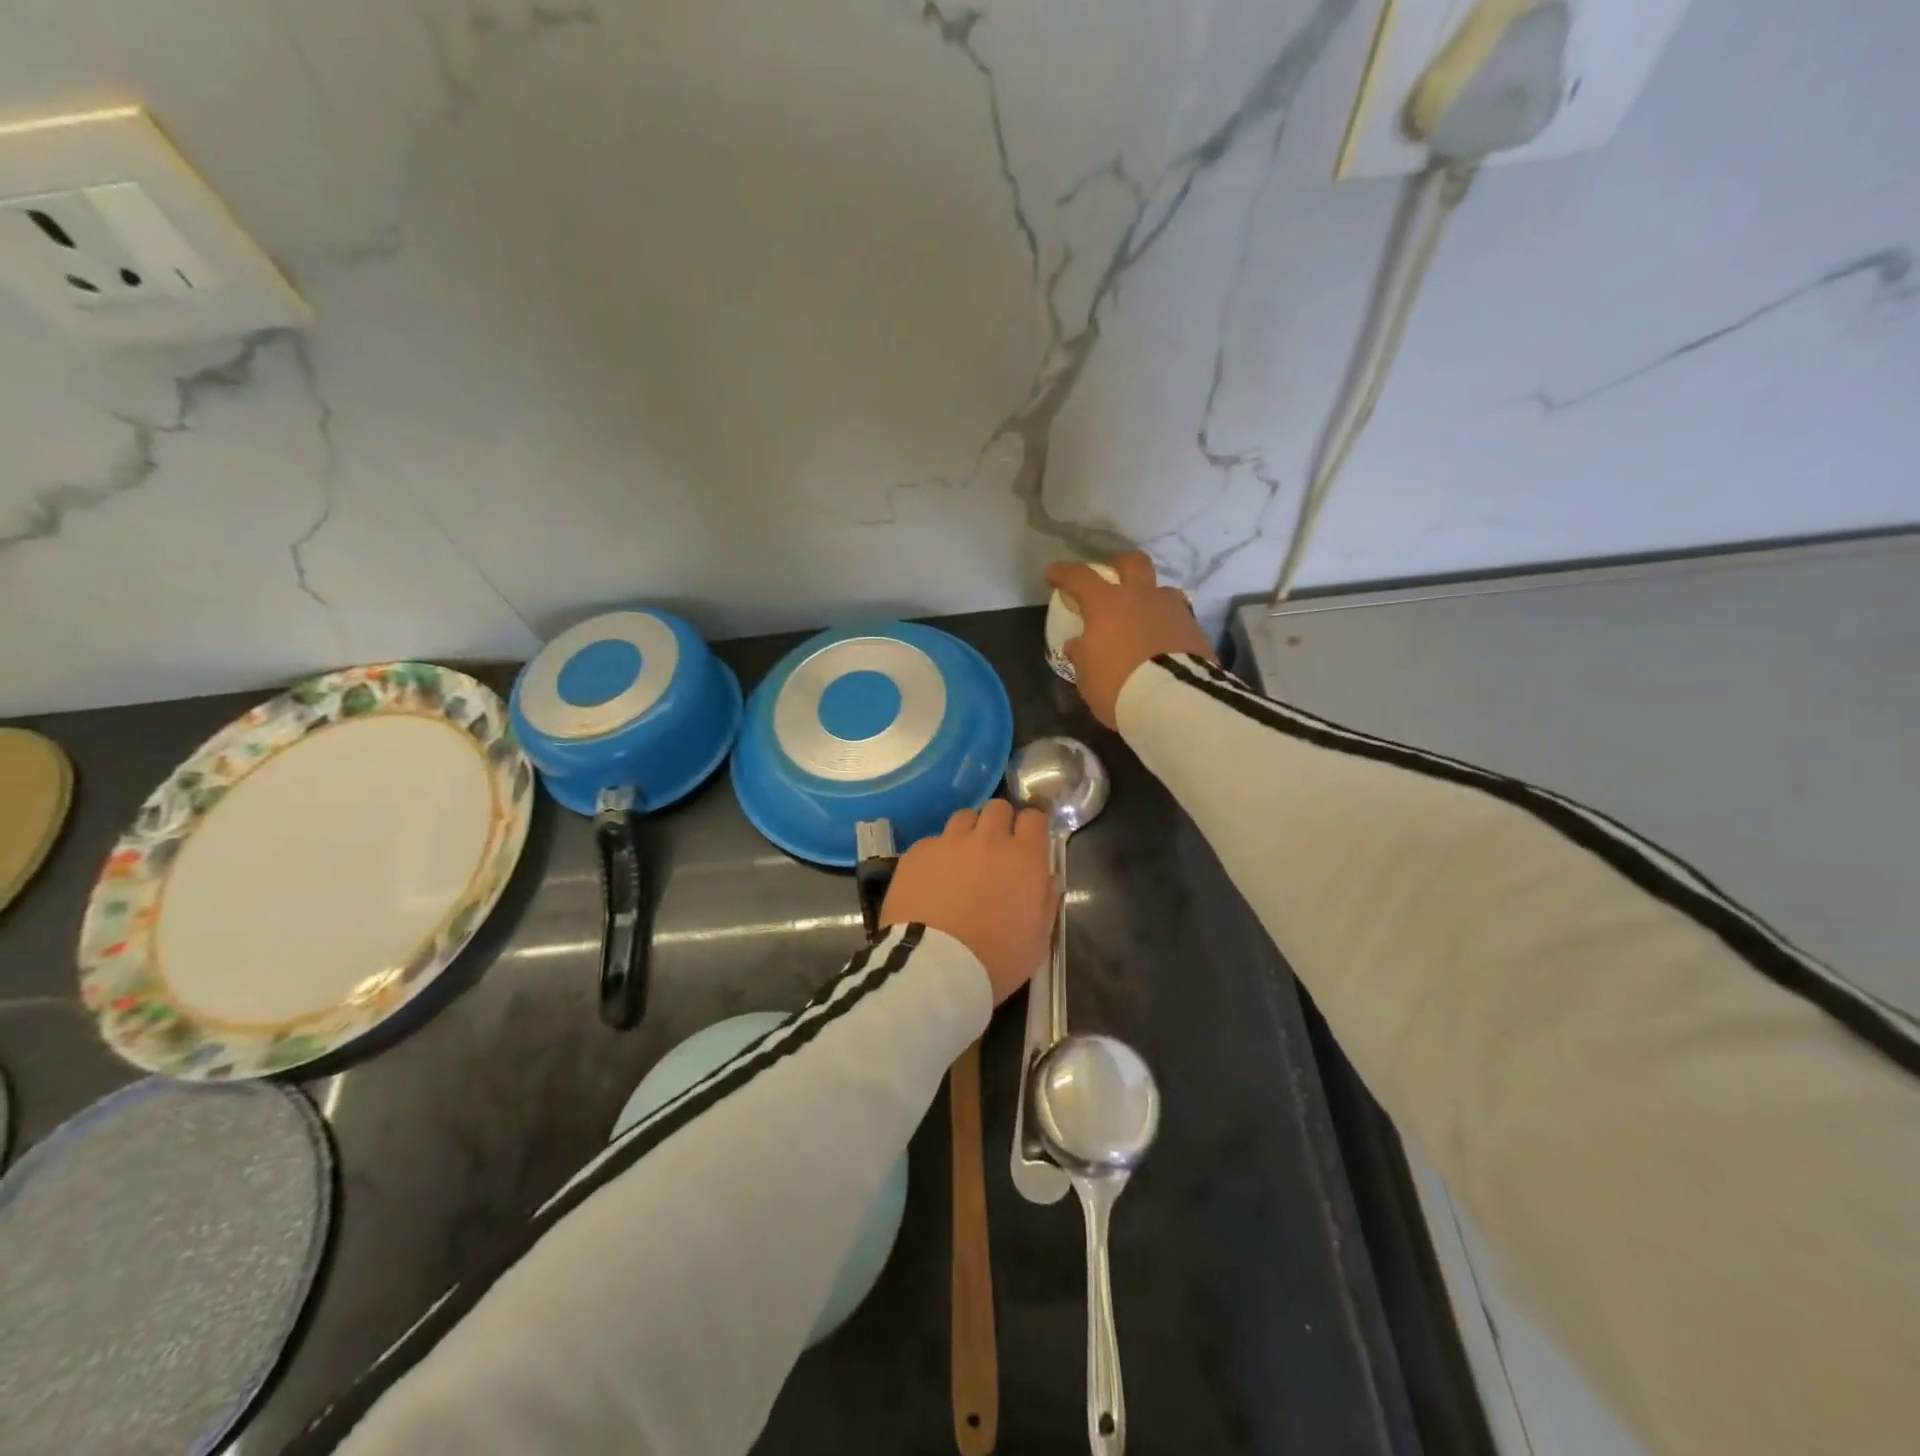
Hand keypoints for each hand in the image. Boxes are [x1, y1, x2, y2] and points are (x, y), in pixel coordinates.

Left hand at [880, 799, 1057, 1004]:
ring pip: (963, 817)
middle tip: (995, 850)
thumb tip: (1049, 879)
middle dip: (999, 823)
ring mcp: (949, 842)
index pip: (1034, 818)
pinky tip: (931, 879)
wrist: (933, 967)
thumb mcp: (1036, 941)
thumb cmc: (994, 960)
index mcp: (1024, 858)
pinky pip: (932, 842)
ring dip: (968, 833)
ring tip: (962, 859)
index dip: (1031, 828)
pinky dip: (937, 854)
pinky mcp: (917, 852)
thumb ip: (1046, 903)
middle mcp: (988, 839)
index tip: (1027, 843)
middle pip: (998, 807)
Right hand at [1044, 551, 1215, 727]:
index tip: (1052, 574)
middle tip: (1110, 578)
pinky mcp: (1195, 629)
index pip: (1080, 577)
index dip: (1063, 573)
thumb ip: (1081, 654)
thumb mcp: (1087, 675)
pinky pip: (1178, 618)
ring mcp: (1173, 609)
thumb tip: (1078, 644)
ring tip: (1143, 618)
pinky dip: (1167, 625)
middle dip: (1119, 565)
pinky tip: (1163, 642)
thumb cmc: (1118, 685)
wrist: (1174, 701)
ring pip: (1161, 590)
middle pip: (1133, 563)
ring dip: (1149, 599)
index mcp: (1107, 603)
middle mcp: (1141, 596)